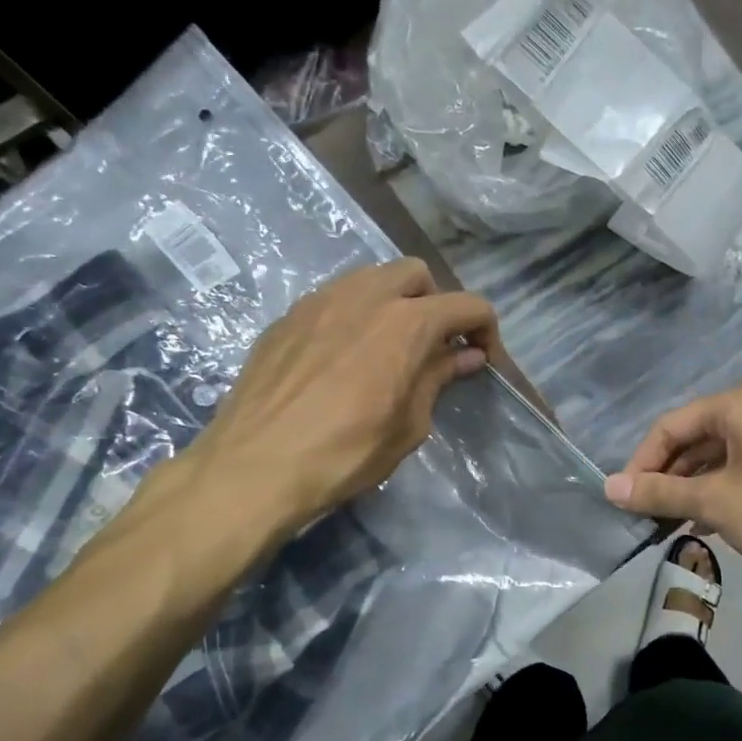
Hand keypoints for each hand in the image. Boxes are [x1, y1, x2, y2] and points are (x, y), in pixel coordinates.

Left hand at [184, 259, 497, 538]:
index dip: (485, 330)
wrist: (256, 466)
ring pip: (371, 278)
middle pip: (417, 274)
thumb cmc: (346, 453)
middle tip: (434, 347)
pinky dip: (354, 315)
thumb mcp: (409, 425)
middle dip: (436, 303)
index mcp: (406, 323)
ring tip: (389, 347)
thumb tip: (465, 357)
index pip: (466, 306)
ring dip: (393, 302)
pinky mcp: (287, 317)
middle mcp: (365, 296)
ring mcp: (320, 301)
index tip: (482, 360)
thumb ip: (438, 379)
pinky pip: (334, 299)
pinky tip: (345, 356)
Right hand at [603, 380, 741, 584]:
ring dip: (697, 485)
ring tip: (678, 521)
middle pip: (699, 437)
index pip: (672, 426)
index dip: (642, 462)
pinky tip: (715, 520)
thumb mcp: (714, 502)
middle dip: (670, 475)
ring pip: (726, 454)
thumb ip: (659, 492)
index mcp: (739, 404)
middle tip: (650, 511)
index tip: (627, 497)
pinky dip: (727, 488)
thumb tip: (610, 488)